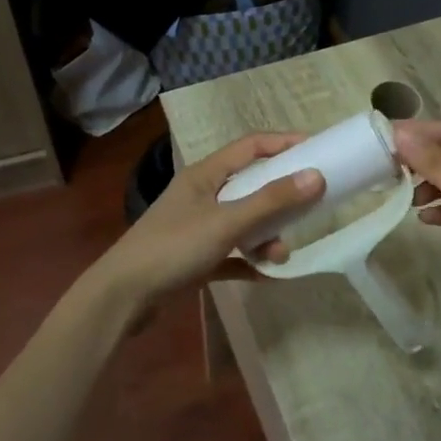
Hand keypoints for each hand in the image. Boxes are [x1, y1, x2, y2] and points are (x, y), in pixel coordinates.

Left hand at [93, 132, 324, 309]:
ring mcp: (197, 227)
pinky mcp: (194, 258)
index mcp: (205, 175)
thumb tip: (317, 176)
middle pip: (250, 185)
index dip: (284, 144)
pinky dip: (249, 261)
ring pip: (243, 222)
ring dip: (265, 236)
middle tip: (308, 210)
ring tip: (278, 256)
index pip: (250, 146)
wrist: (122, 297)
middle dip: (280, 199)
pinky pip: (232, 254)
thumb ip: (271, 200)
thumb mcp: (226, 222)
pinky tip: (267, 275)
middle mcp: (201, 195)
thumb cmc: (173, 248)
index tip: (317, 150)